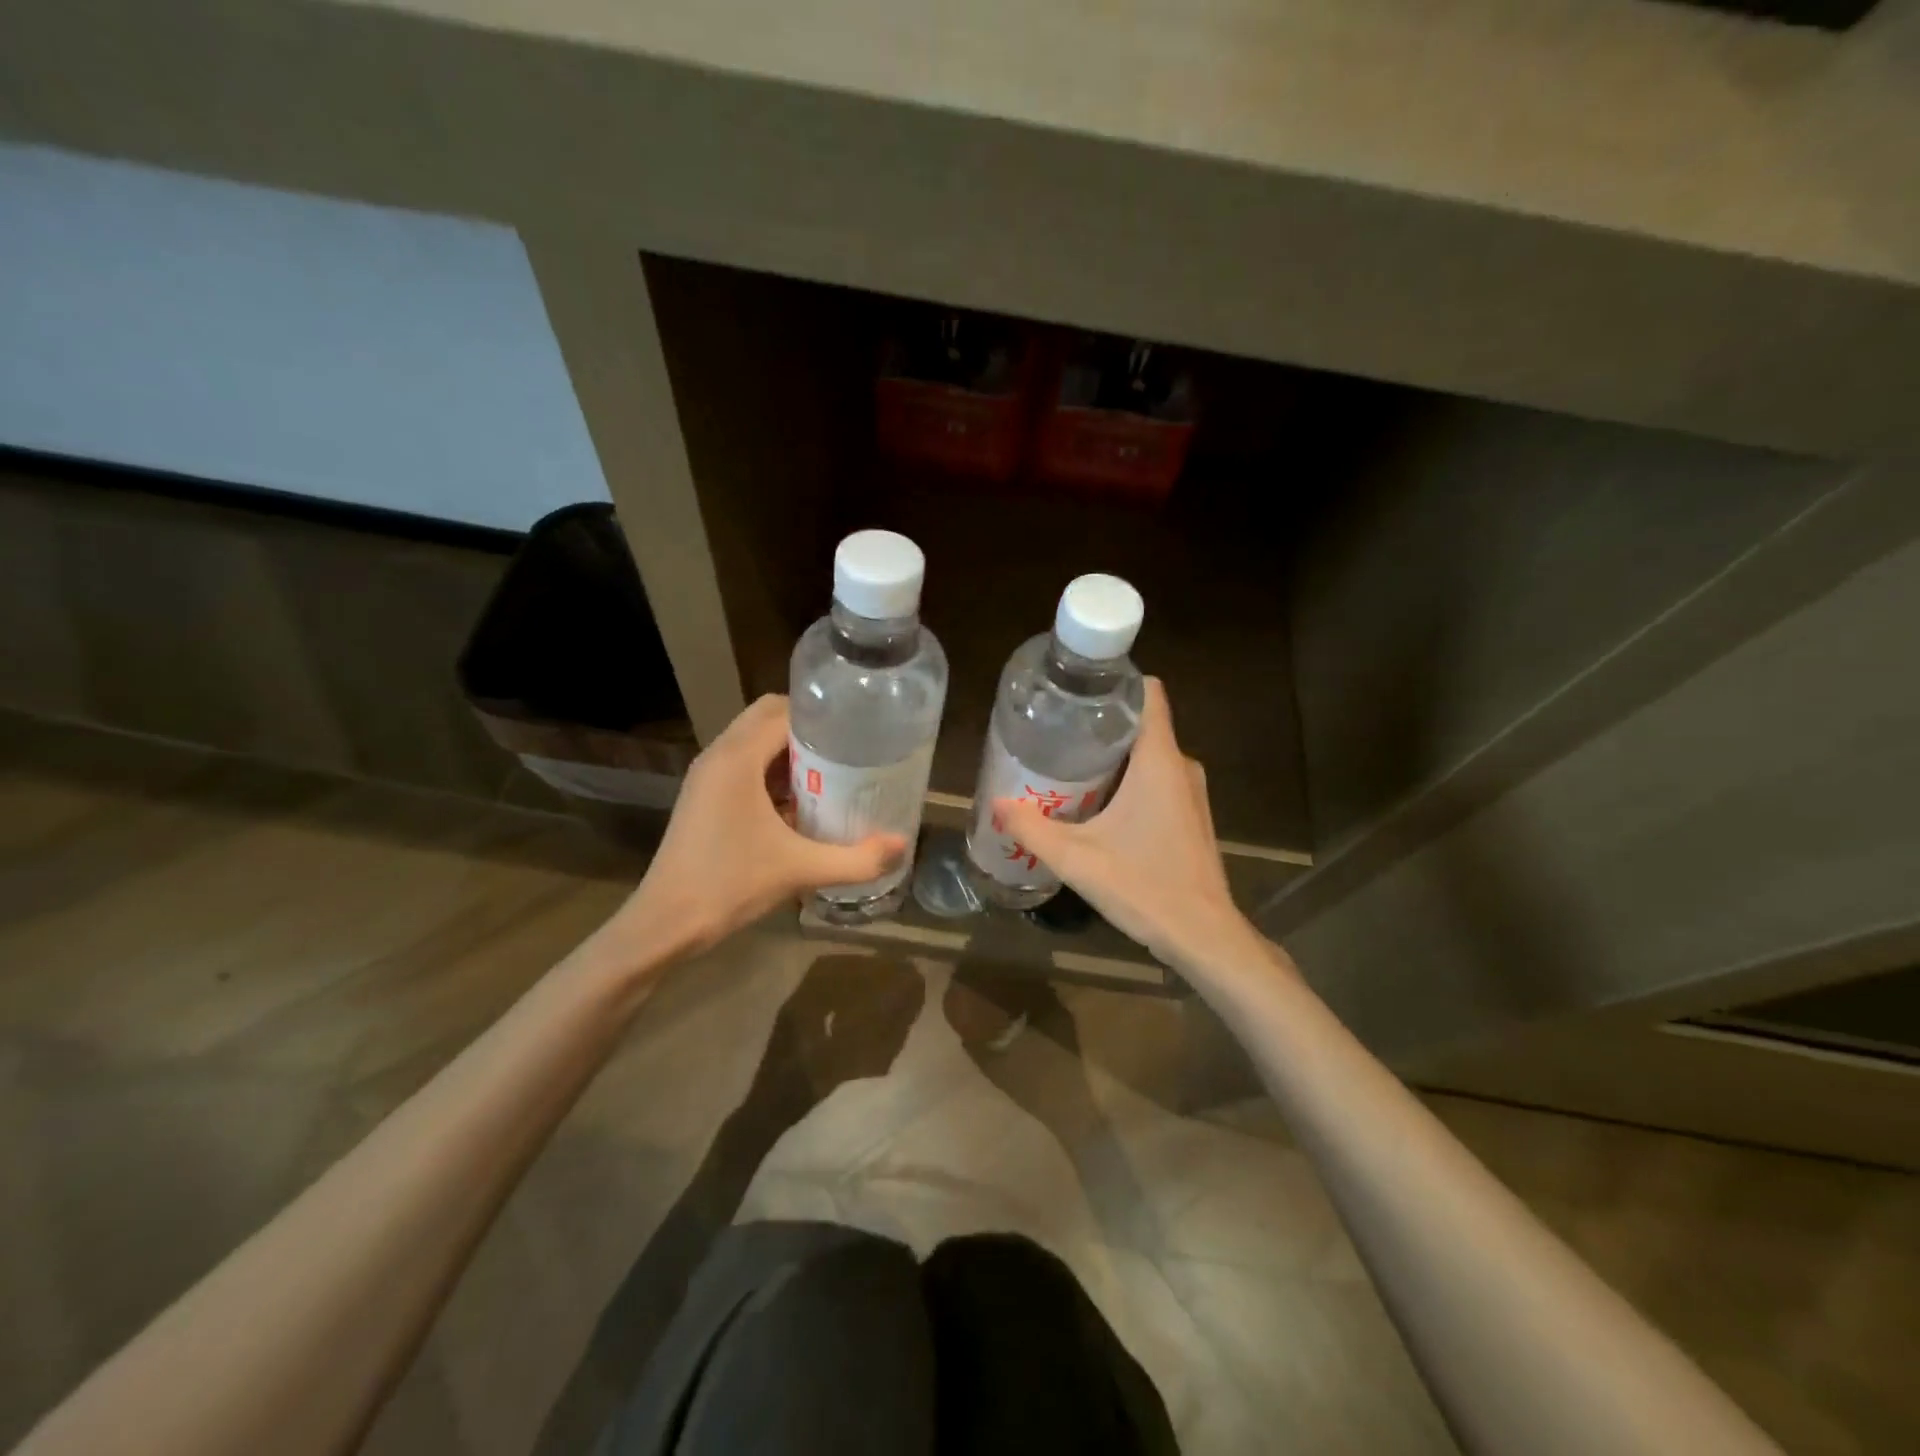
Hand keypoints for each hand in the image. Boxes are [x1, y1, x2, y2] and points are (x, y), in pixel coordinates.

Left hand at [606, 696, 905, 961]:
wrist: (666, 923)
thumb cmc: (730, 886)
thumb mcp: (801, 871)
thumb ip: (857, 859)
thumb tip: (903, 845)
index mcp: (737, 759)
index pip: (784, 712)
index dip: (823, 716)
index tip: (858, 729)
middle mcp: (719, 756)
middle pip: (767, 718)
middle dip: (809, 728)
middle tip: (848, 750)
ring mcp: (707, 776)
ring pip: (754, 741)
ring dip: (790, 750)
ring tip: (832, 772)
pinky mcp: (704, 796)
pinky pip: (743, 764)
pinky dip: (772, 770)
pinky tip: (800, 802)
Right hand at [994, 679, 1259, 974]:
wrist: (1203, 936)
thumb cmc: (1145, 887)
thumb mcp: (1077, 859)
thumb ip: (1033, 829)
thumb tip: (997, 804)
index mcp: (1159, 761)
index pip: (1149, 693)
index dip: (1115, 683)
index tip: (1076, 691)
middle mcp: (1181, 766)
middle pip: (1140, 724)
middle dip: (1099, 724)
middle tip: (1055, 732)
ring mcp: (1189, 792)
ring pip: (1147, 754)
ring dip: (1111, 756)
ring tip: (1067, 765)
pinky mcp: (1190, 816)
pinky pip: (1156, 779)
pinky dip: (1127, 781)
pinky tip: (1096, 803)